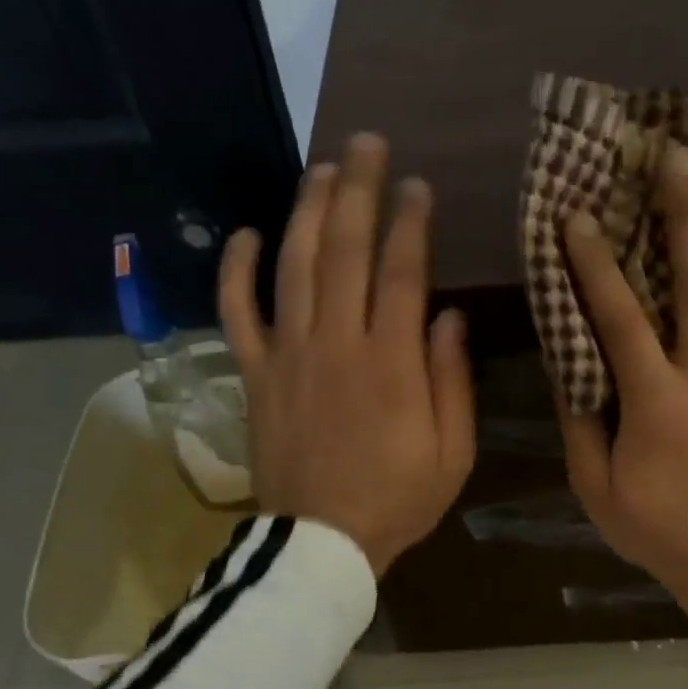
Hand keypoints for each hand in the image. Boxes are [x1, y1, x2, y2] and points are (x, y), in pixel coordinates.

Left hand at [219, 132, 474, 575]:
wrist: (320, 544)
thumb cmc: (397, 500)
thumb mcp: (451, 452)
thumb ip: (451, 381)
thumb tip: (448, 317)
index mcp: (391, 362)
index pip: (402, 272)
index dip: (410, 222)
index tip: (418, 185)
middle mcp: (337, 343)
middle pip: (345, 251)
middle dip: (358, 191)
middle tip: (366, 144)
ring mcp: (289, 355)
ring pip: (294, 267)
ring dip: (307, 212)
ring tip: (321, 170)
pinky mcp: (256, 375)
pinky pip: (238, 314)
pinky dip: (236, 272)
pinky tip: (244, 235)